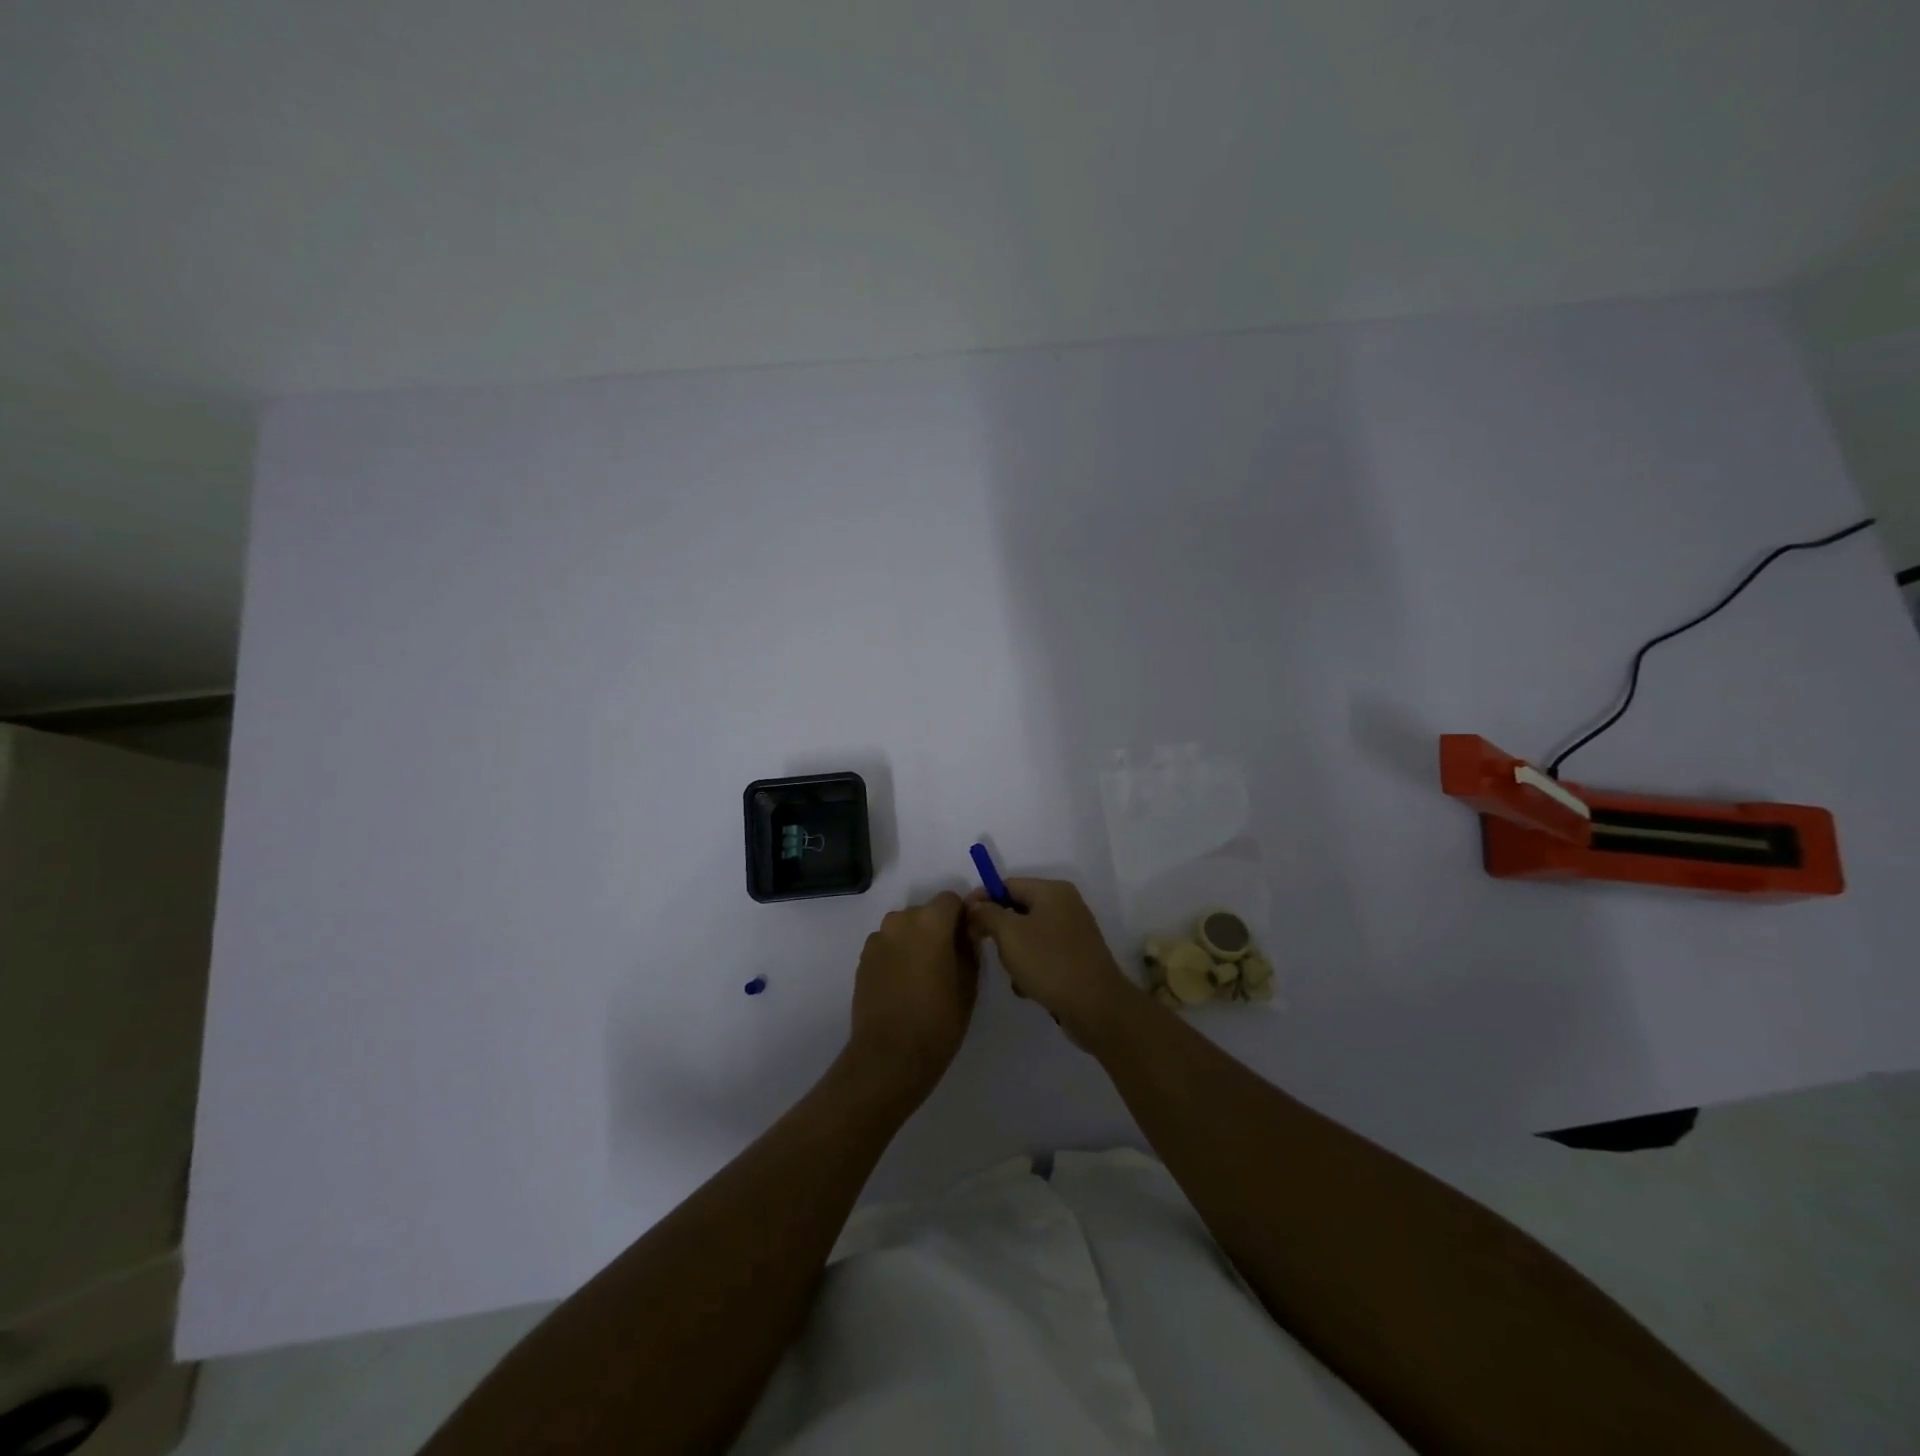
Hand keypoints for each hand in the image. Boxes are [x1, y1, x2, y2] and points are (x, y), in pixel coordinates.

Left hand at [849, 892, 978, 1102]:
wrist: (890, 1055)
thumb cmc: (938, 1020)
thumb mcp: (968, 983)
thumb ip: (969, 947)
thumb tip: (967, 930)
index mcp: (930, 921)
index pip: (951, 900)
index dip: (962, 917)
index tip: (967, 940)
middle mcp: (900, 921)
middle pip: (925, 913)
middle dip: (937, 929)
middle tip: (947, 961)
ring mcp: (878, 939)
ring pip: (904, 929)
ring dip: (915, 941)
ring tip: (922, 976)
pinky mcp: (863, 958)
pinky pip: (888, 945)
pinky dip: (897, 955)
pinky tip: (902, 985)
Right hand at [966, 879, 1135, 1037]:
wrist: (1096, 1007)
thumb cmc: (1049, 963)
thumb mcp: (1010, 934)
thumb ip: (987, 914)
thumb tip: (975, 905)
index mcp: (1052, 891)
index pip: (1008, 884)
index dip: (983, 899)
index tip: (963, 921)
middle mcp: (1066, 905)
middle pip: (1018, 909)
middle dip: (1000, 931)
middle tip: (990, 951)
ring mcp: (1073, 932)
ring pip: (1028, 935)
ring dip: (1015, 954)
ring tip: (1015, 976)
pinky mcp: (1076, 957)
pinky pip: (1043, 954)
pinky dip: (1031, 967)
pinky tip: (1028, 988)